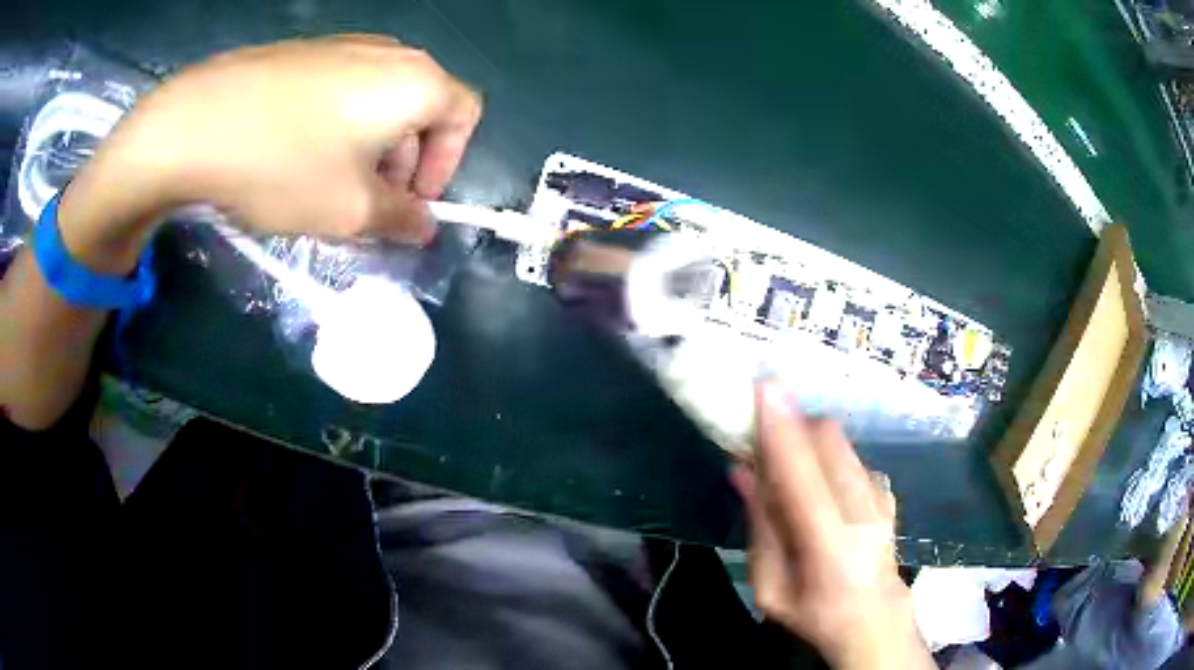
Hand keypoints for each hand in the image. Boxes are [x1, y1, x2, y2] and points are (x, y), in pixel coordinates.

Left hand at [58, 35, 480, 272]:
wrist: (194, 124)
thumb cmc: (284, 165)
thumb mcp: (350, 210)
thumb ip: (400, 220)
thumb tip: (422, 226)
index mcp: (415, 80)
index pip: (465, 116)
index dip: (447, 164)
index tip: (410, 203)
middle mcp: (387, 51)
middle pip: (420, 106)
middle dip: (405, 161)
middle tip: (368, 203)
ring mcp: (342, 46)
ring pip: (378, 99)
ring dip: (370, 147)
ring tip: (328, 185)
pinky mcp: (302, 53)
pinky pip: (340, 90)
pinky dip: (337, 127)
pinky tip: (296, 155)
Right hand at [730, 382, 931, 669]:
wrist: (875, 618)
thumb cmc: (814, 613)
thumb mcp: (770, 586)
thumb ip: (761, 526)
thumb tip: (741, 470)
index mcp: (828, 545)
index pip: (801, 475)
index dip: (781, 429)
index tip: (762, 388)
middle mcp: (861, 510)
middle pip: (827, 439)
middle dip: (791, 424)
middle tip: (761, 439)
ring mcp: (880, 496)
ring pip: (840, 440)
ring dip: (806, 437)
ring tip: (786, 464)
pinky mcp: (885, 490)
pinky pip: (849, 454)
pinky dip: (825, 454)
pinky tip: (816, 485)